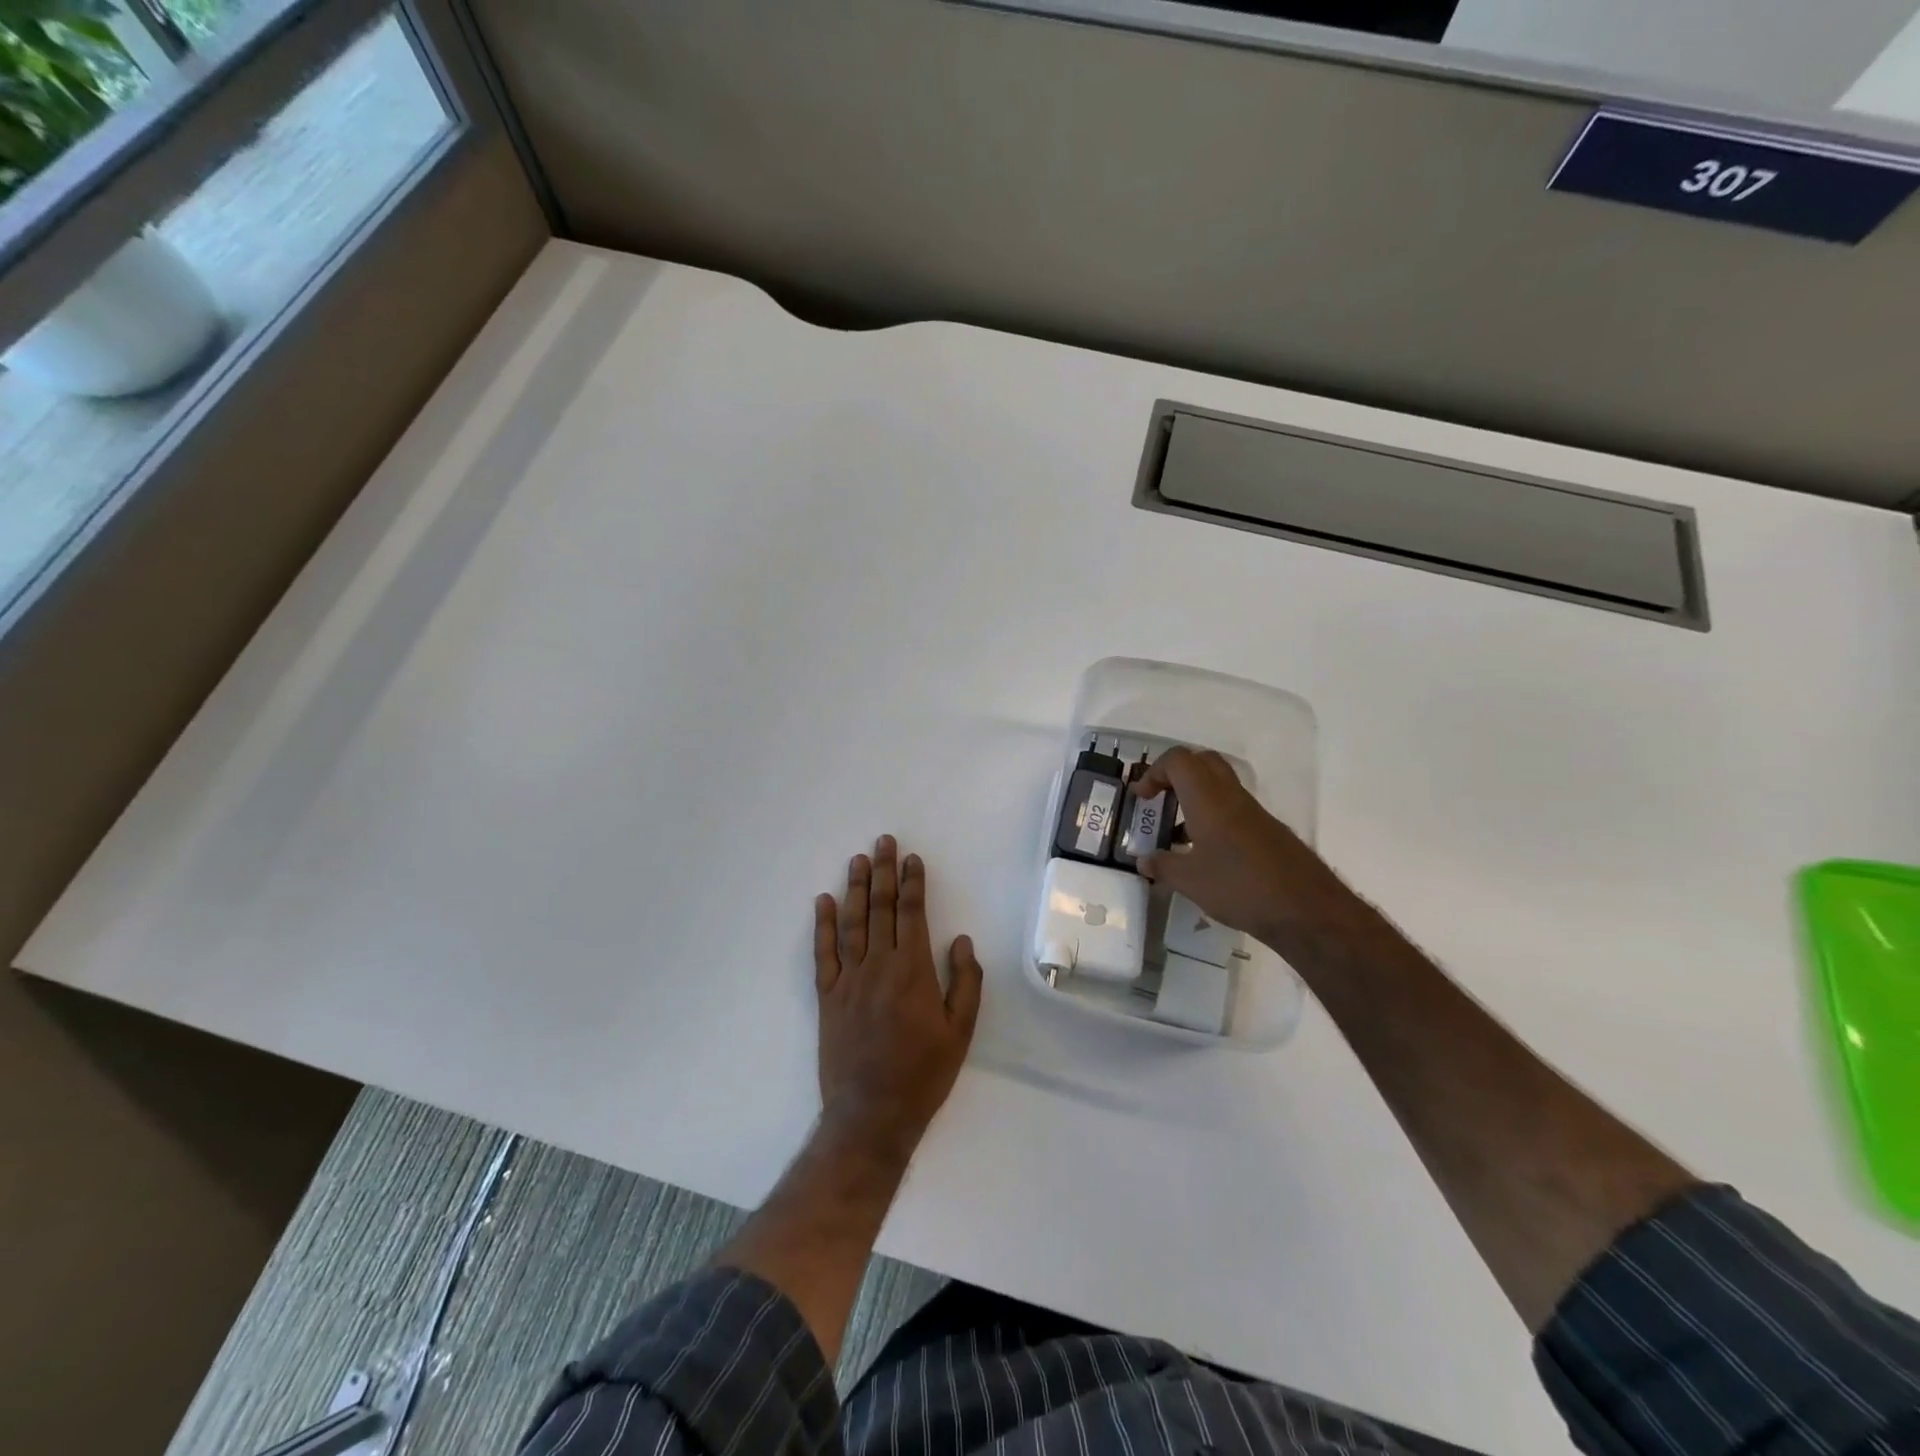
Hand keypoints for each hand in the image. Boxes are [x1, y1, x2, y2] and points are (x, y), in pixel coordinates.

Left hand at [813, 836, 982, 1161]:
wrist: (872, 1113)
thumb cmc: (924, 1073)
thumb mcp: (961, 1032)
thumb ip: (965, 982)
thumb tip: (960, 940)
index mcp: (913, 971)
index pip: (912, 914)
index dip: (912, 883)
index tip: (912, 859)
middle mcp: (879, 966)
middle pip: (881, 909)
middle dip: (884, 872)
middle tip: (884, 842)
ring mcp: (849, 980)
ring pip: (852, 923)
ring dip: (856, 888)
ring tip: (858, 860)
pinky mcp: (827, 997)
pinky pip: (823, 954)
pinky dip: (823, 926)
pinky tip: (824, 902)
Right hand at [1136, 746, 1355, 952]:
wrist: (1307, 910)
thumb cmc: (1240, 887)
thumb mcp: (1190, 881)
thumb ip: (1163, 867)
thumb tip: (1143, 861)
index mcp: (1208, 798)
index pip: (1178, 760)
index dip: (1154, 772)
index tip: (1142, 799)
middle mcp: (1231, 796)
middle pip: (1202, 762)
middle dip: (1175, 774)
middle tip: (1160, 800)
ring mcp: (1253, 812)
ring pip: (1219, 785)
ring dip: (1194, 798)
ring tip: (1177, 833)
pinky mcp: (1267, 831)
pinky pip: (1233, 808)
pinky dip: (1213, 817)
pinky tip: (1206, 853)